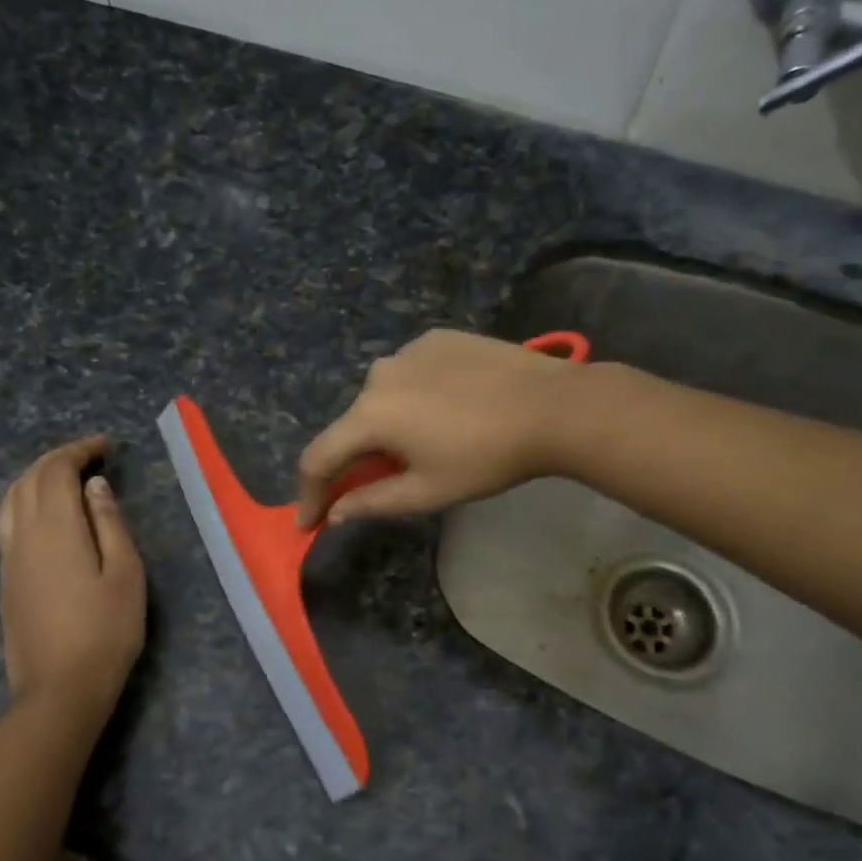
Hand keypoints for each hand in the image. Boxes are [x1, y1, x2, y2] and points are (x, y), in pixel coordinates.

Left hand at [0, 436, 145, 725]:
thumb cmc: (106, 631)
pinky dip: (25, 501)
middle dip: (56, 459)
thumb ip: (109, 523)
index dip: (78, 451)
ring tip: (64, 478)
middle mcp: (22, 535)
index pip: (56, 471)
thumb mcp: (125, 574)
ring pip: (10, 499)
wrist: (60, 689)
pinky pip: (8, 522)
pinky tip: (45, 514)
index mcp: (55, 528)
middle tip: (89, 456)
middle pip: (28, 479)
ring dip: (35, 478)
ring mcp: (9, 558)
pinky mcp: (6, 579)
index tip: (105, 446)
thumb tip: (94, 486)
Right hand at [296, 329, 579, 526]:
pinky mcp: (437, 337)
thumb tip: (335, 512)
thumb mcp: (427, 491)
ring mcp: (408, 350)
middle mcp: (378, 375)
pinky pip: (411, 373)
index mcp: (370, 415)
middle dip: (357, 459)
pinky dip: (415, 396)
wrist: (553, 406)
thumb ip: (372, 502)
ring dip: (389, 424)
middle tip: (378, 485)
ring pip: (383, 397)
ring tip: (426, 444)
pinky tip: (447, 409)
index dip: (309, 495)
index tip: (308, 523)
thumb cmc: (486, 457)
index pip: (319, 458)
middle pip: (353, 425)